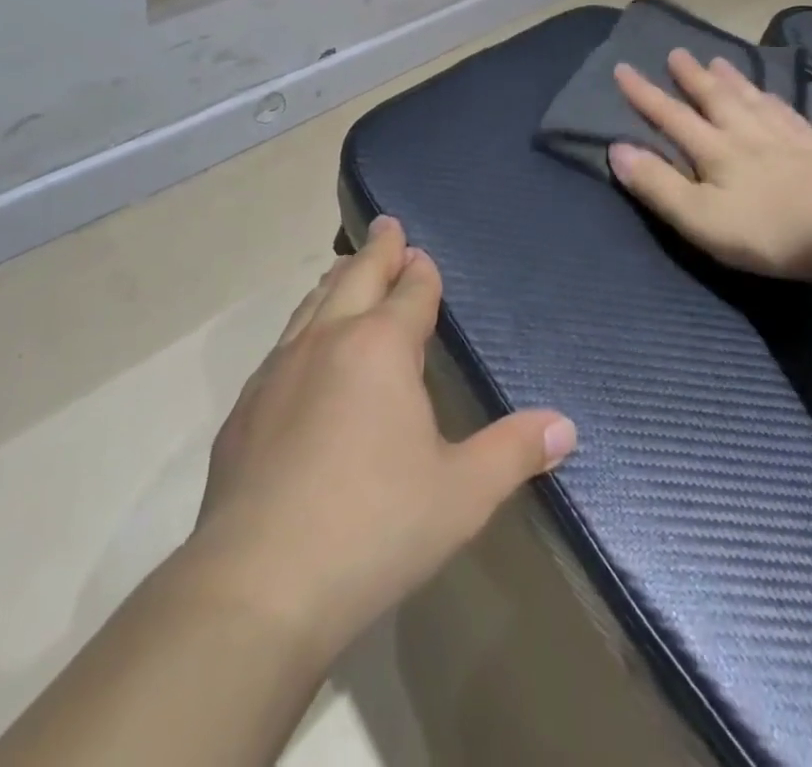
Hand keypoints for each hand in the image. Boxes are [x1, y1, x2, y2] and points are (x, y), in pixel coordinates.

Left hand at [182, 218, 576, 663]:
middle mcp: (328, 340)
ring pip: (312, 304)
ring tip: (345, 268)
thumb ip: (514, 452)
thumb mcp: (461, 494)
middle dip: (377, 250)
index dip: (421, 271)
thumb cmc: (374, 528)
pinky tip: (303, 349)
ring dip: (336, 281)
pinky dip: (303, 326)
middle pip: (356, 277)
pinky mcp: (245, 407)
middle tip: (387, 226)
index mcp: (381, 347)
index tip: (422, 255)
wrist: (257, 586)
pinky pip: (282, 345)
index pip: (410, 292)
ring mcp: (279, 370)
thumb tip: (565, 426)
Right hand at [609, 49, 811, 279]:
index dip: (644, 94)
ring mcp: (783, 137)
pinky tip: (771, 95)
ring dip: (730, 79)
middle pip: (713, 98)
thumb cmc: (766, 230)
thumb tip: (616, 149)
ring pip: (750, 99)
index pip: (670, 116)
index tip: (623, 69)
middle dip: (690, 77)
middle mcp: (745, 133)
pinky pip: (786, 113)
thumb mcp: (699, 217)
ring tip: (718, 60)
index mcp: (714, 150)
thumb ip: (657, 184)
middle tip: (676, 52)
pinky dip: (772, 99)